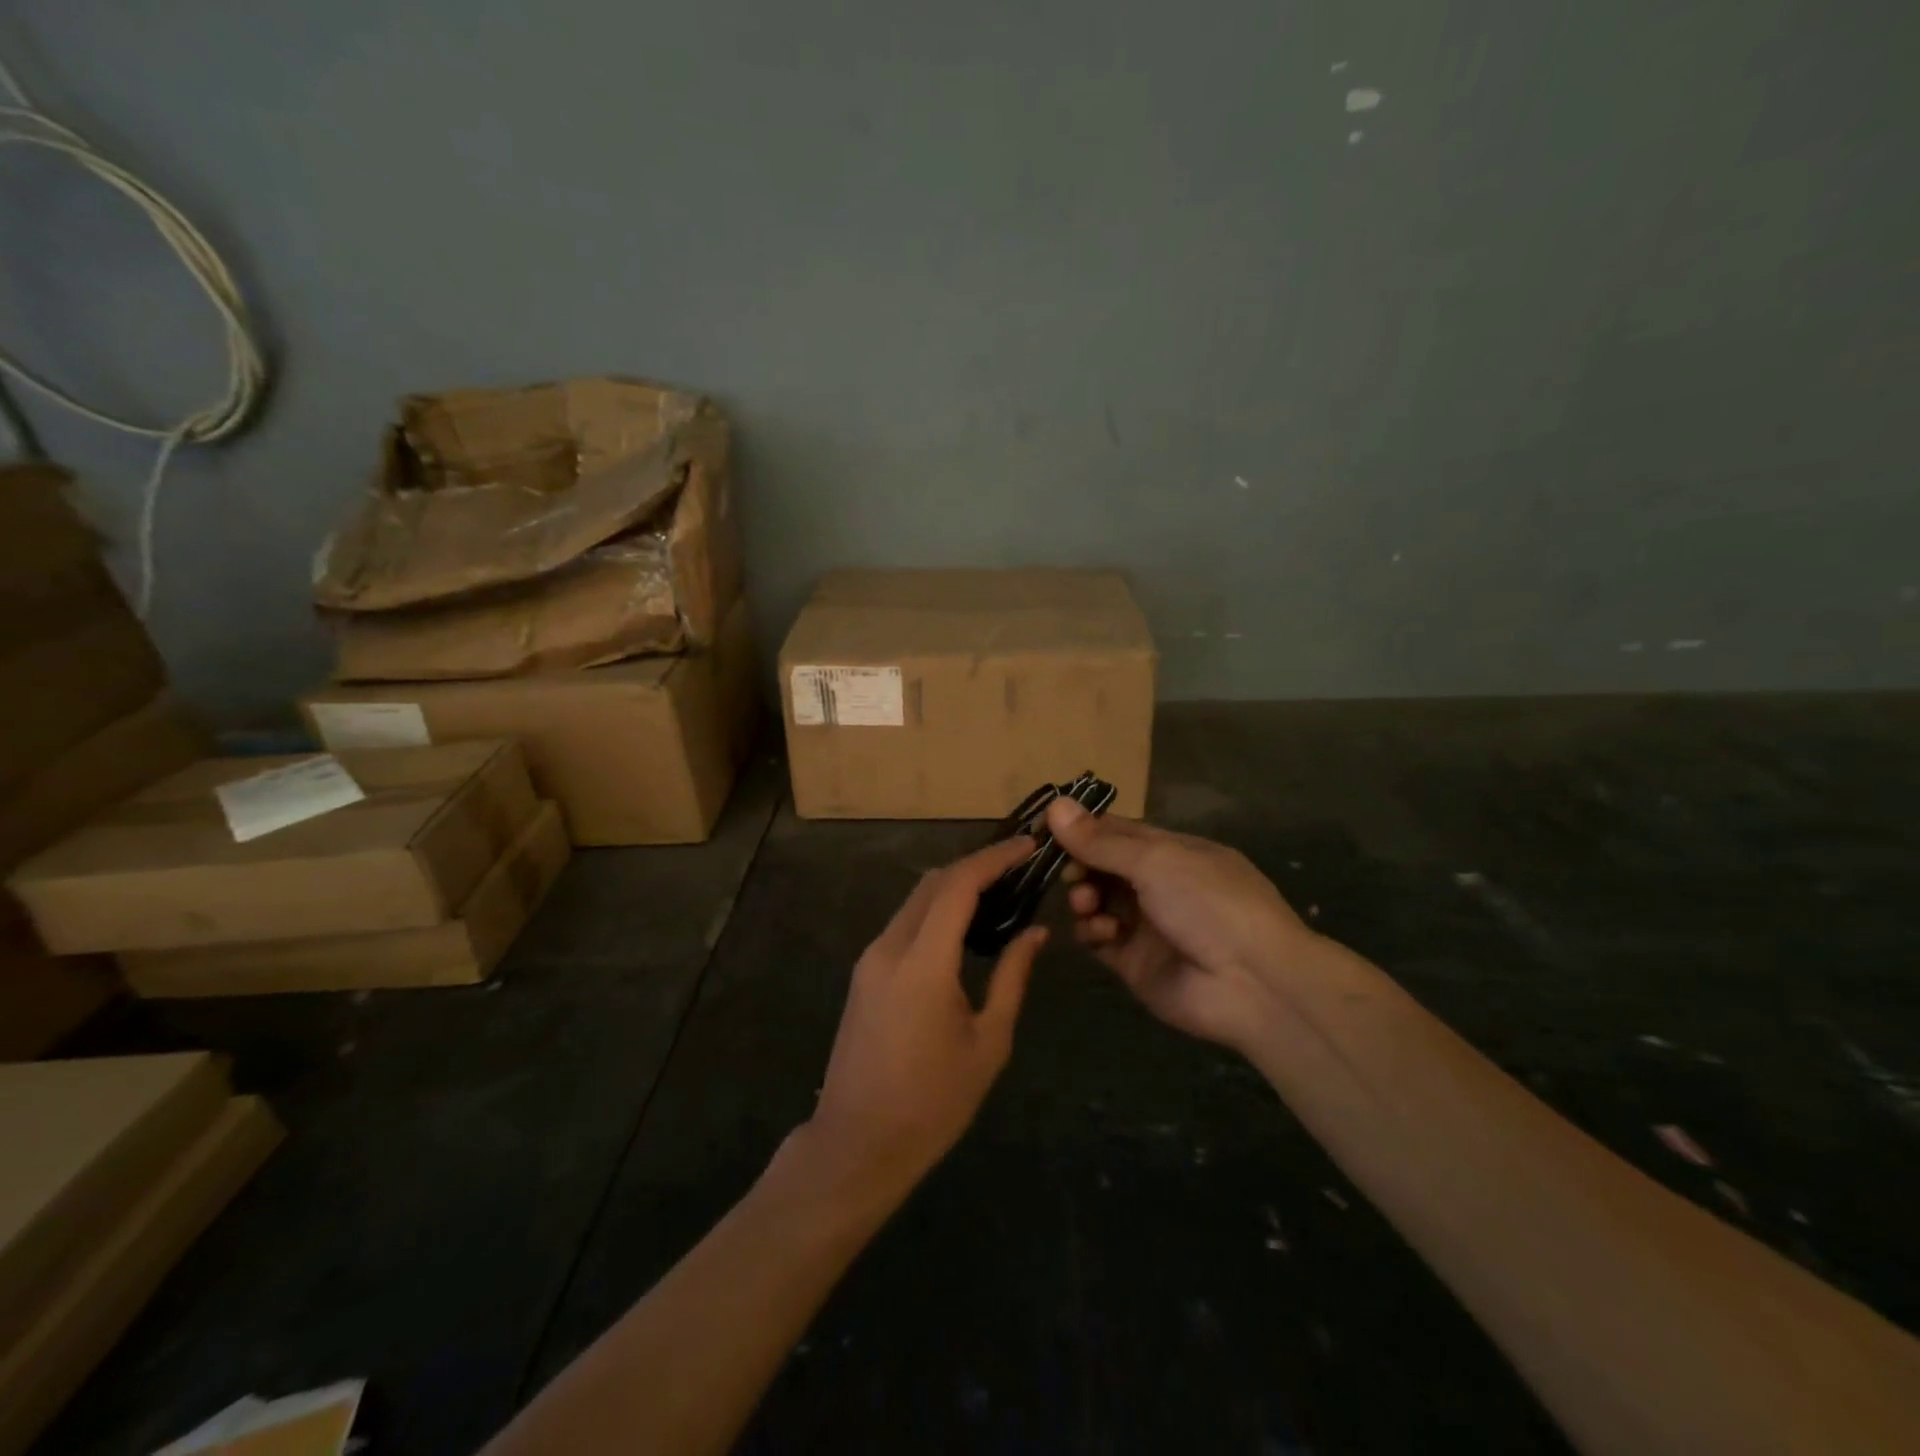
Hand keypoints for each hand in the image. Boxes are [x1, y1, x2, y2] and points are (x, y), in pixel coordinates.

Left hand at [806, 838, 1047, 1192]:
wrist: (858, 1143)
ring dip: (955, 885)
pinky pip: (904, 923)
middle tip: (1019, 866)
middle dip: (976, 865)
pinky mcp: (865, 972)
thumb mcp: (988, 1042)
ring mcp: (871, 958)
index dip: (994, 858)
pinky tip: (964, 923)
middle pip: (933, 883)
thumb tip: (1035, 933)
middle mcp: (890, 947)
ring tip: (999, 890)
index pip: (958, 886)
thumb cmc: (933, 1102)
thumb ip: (1012, 978)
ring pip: (916, 899)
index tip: (1028, 847)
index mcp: (922, 962)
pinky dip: (936, 909)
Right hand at [1046, 798, 1315, 1049]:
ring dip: (1084, 898)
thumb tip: (1053, 804)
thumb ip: (1100, 841)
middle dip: (1079, 866)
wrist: (1253, 984)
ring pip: (1096, 902)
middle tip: (1071, 875)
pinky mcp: (1134, 962)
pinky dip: (1092, 932)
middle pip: (1101, 866)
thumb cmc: (1209, 903)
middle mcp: (1157, 884)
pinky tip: (1102, 933)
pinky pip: (1099, 939)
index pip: (1114, 831)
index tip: (1042, 830)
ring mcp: (1145, 924)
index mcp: (1171, 850)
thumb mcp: (1155, 860)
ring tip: (1086, 904)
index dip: (1079, 829)